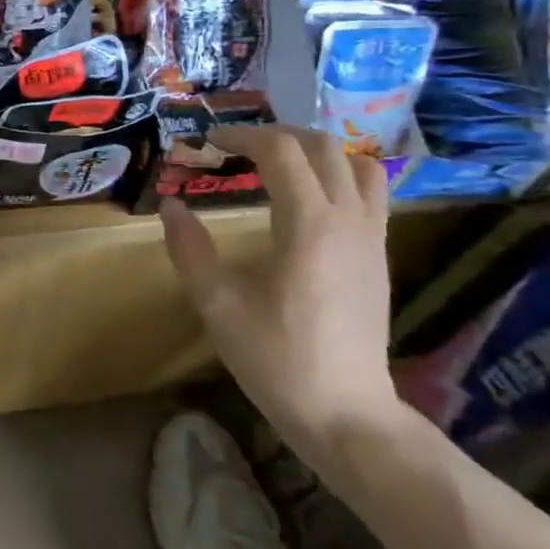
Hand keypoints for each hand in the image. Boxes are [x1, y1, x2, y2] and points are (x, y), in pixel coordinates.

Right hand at [160, 125, 398, 454]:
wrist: (346, 413)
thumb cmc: (277, 358)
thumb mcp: (217, 305)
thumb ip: (190, 249)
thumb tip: (170, 206)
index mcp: (308, 225)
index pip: (280, 151)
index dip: (241, 136)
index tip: (209, 143)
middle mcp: (348, 219)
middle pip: (322, 146)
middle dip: (276, 135)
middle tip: (238, 148)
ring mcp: (372, 237)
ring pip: (357, 163)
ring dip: (316, 150)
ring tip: (279, 164)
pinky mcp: (380, 255)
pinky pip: (371, 192)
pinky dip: (340, 175)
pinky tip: (309, 199)